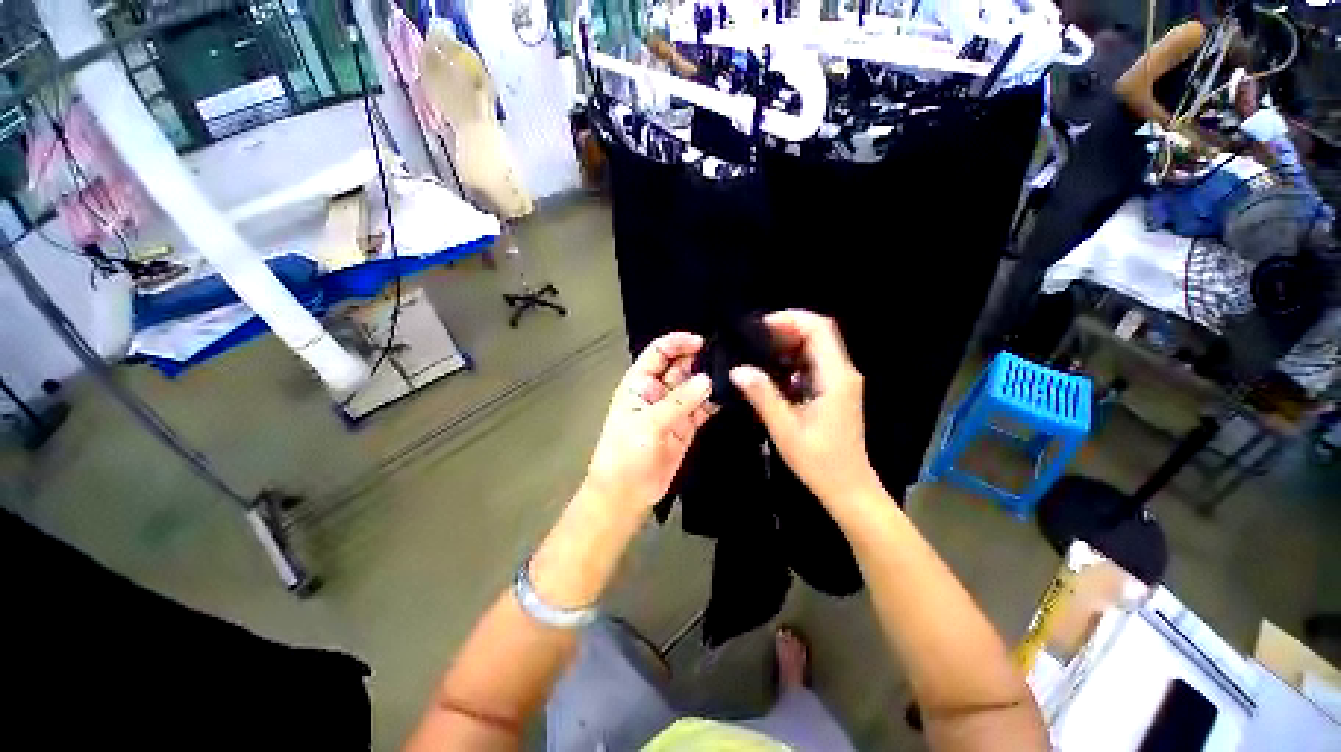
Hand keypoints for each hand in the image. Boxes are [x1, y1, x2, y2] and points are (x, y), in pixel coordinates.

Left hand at [584, 333, 715, 513]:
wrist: (625, 495)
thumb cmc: (625, 455)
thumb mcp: (647, 424)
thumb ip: (678, 402)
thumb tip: (707, 380)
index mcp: (639, 383)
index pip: (658, 353)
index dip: (677, 343)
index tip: (702, 341)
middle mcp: (657, 391)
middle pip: (680, 366)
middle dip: (699, 359)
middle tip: (727, 356)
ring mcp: (673, 409)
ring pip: (694, 386)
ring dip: (710, 380)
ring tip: (734, 372)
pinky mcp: (686, 426)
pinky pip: (703, 408)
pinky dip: (715, 401)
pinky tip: (730, 395)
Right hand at [730, 311, 880, 508]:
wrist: (848, 487)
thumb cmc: (820, 461)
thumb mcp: (786, 429)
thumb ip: (763, 396)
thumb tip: (738, 370)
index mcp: (835, 377)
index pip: (819, 329)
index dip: (791, 319)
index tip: (760, 327)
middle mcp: (843, 373)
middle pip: (818, 334)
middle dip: (785, 330)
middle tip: (752, 339)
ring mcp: (840, 381)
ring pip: (815, 347)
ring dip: (787, 345)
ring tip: (756, 352)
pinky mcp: (833, 390)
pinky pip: (812, 364)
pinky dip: (791, 361)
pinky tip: (770, 372)